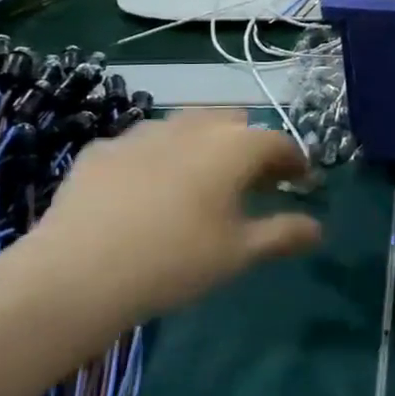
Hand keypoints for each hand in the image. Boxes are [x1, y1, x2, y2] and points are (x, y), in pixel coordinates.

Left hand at [0, 111, 320, 361]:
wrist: (76, 274)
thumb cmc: (174, 261)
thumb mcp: (238, 253)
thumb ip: (283, 234)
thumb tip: (318, 228)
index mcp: (233, 147)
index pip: (278, 142)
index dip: (295, 161)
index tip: (301, 182)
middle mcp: (192, 127)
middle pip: (234, 122)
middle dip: (249, 144)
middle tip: (252, 181)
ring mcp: (142, 133)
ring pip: (186, 125)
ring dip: (204, 144)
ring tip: (200, 181)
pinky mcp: (102, 149)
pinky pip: (142, 144)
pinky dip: (157, 158)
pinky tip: (145, 190)